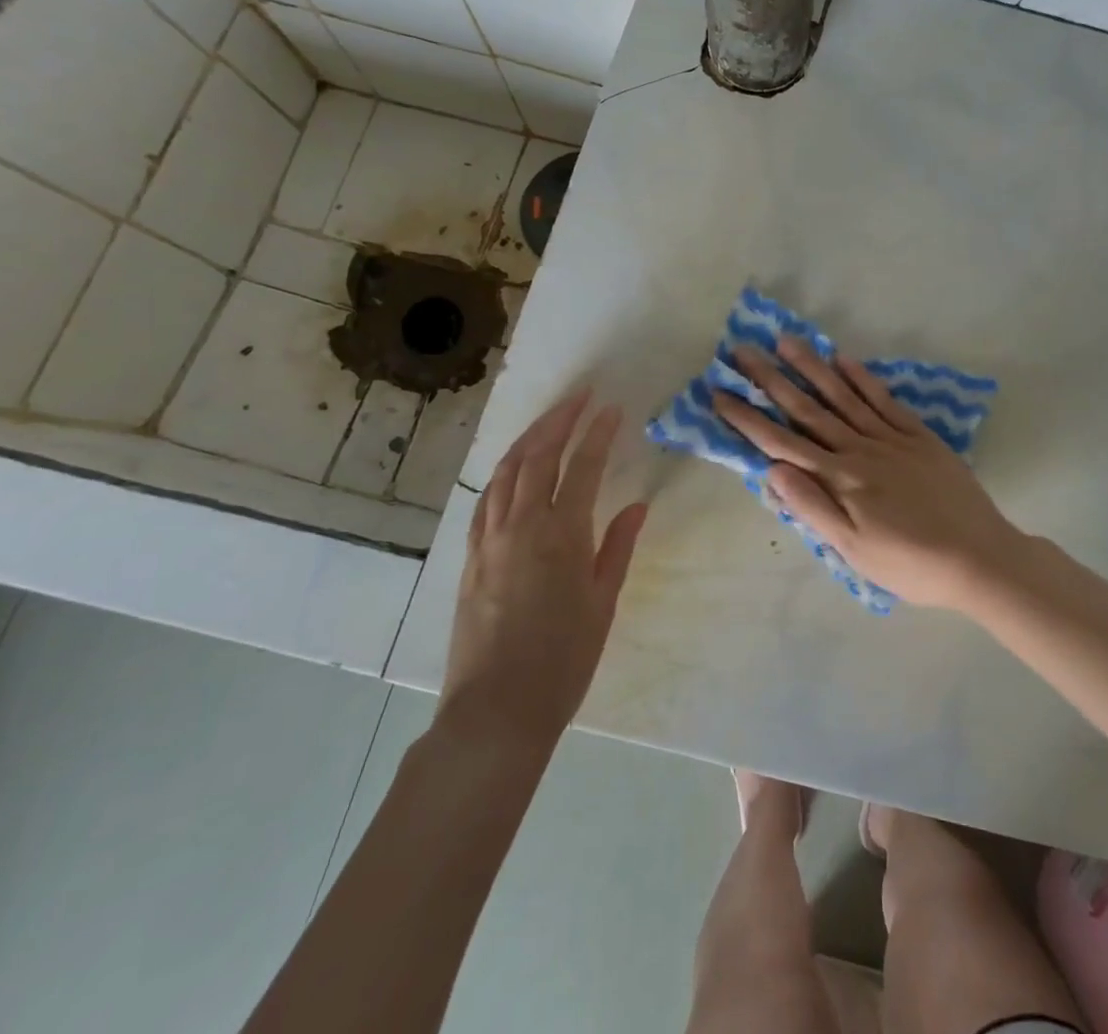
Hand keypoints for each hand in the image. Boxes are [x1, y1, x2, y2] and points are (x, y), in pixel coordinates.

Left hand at [438, 390, 648, 748]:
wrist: (496, 710)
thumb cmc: (563, 660)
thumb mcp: (602, 603)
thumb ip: (617, 547)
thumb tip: (635, 506)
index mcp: (561, 535)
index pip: (581, 467)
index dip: (598, 434)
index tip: (612, 409)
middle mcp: (521, 525)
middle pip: (538, 456)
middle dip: (560, 420)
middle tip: (581, 396)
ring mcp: (490, 539)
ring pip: (507, 471)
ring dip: (529, 438)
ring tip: (550, 419)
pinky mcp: (472, 556)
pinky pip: (486, 499)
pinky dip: (503, 473)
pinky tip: (513, 468)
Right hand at [713, 338, 1029, 611]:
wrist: (979, 557)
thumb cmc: (910, 563)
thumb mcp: (854, 550)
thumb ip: (812, 507)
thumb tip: (771, 469)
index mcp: (839, 479)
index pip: (781, 442)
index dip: (747, 417)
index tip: (719, 392)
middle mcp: (859, 449)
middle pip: (807, 408)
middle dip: (771, 378)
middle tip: (742, 349)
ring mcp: (891, 437)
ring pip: (843, 395)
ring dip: (812, 366)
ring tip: (786, 340)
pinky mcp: (919, 435)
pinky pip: (884, 400)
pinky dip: (862, 378)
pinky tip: (844, 358)